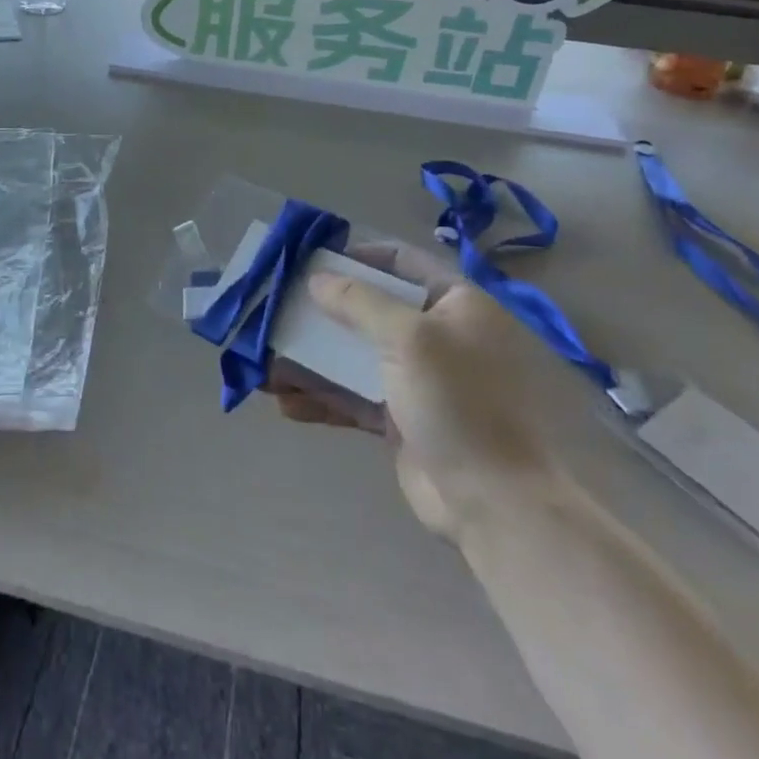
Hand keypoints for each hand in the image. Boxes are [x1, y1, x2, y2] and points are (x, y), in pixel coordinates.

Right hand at [270, 241, 554, 535]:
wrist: (494, 503)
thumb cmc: (458, 402)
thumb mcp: (409, 338)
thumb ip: (359, 302)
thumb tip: (318, 279)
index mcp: (455, 304)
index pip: (401, 261)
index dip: (357, 255)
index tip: (311, 260)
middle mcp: (437, 335)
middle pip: (369, 309)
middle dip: (321, 311)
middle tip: (277, 308)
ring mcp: (417, 379)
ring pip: (354, 355)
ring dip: (311, 357)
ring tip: (265, 360)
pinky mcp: (399, 418)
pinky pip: (352, 396)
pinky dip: (320, 396)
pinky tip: (283, 400)